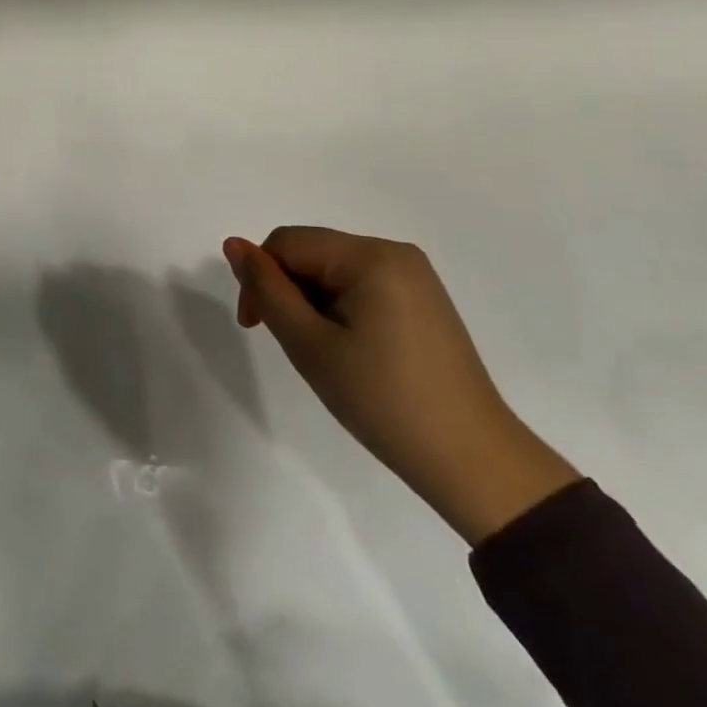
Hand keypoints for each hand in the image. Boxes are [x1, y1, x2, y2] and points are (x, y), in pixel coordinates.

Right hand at [223, 227, 579, 544]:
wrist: (473, 462)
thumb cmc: (383, 401)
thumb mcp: (310, 344)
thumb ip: (267, 290)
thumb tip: (233, 244)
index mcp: (370, 256)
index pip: (287, 243)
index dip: (259, 278)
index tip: (254, 328)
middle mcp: (395, 253)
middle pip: (312, 253)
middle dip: (288, 292)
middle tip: (294, 347)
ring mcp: (415, 277)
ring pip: (334, 271)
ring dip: (313, 304)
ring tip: (325, 355)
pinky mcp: (424, 301)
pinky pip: (362, 287)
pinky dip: (341, 311)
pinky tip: (352, 352)